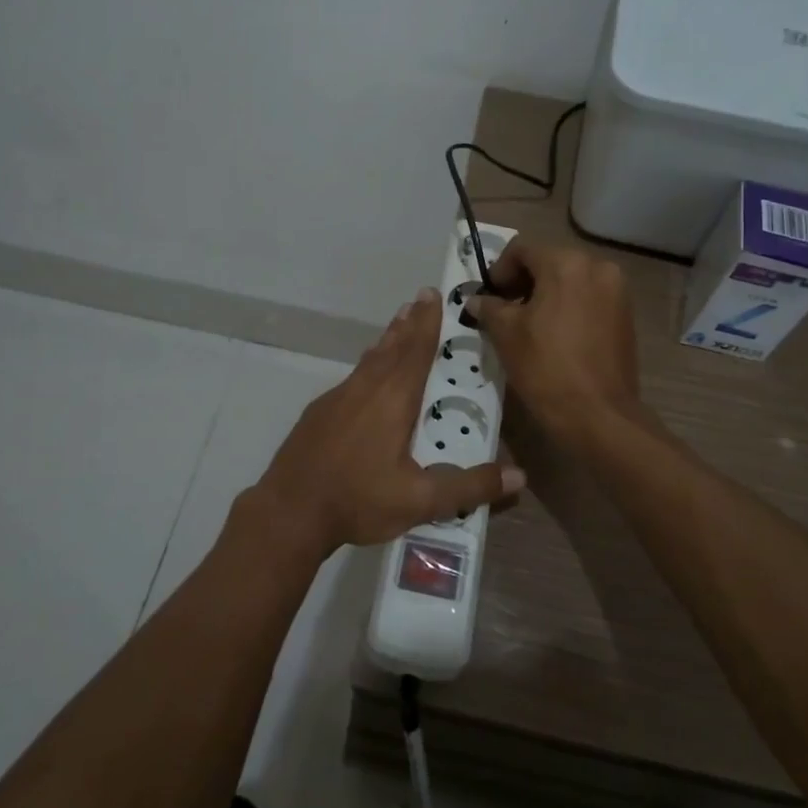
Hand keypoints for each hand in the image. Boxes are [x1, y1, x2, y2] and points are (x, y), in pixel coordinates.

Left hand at [244, 288, 523, 561]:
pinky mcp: (320, 413)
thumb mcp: (419, 501)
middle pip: (392, 347)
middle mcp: (365, 389)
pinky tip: (368, 376)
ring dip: (388, 339)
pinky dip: (369, 364)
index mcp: (392, 400)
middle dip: (409, 323)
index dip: (427, 323)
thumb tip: (519, 475)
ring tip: (399, 323)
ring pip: (370, 360)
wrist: (288, 511)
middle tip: (420, 298)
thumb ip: (468, 487)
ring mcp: (337, 399)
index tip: (432, 295)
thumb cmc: (357, 500)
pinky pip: (353, 377)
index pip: (416, 351)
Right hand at [470, 241, 639, 438]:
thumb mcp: (506, 334)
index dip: (499, 270)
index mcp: (566, 264)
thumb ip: (489, 308)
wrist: (598, 414)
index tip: (488, 297)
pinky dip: (569, 307)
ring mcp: (617, 291)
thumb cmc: (545, 368)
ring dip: (546, 294)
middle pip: (549, 262)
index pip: (522, 250)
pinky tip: (555, 335)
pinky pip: (589, 298)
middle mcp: (597, 267)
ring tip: (529, 325)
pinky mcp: (626, 315)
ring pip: (571, 280)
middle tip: (504, 310)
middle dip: (523, 282)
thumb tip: (476, 300)